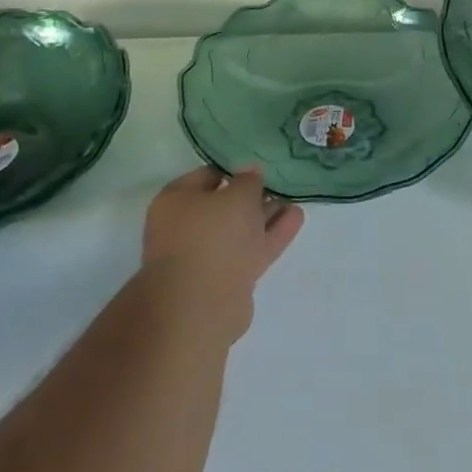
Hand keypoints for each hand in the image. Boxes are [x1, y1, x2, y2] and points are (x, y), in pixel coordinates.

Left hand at [139, 167, 304, 340]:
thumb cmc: (213, 236)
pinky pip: (251, 248)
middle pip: (224, 205)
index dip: (234, 169)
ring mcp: (206, 255)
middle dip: (252, 196)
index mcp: (176, 201)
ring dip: (266, 216)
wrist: (202, 304)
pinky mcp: (226, 278)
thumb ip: (249, 181)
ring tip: (294, 200)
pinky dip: (271, 234)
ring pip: (240, 229)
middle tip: (280, 183)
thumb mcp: (237, 196)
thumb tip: (251, 172)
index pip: (207, 175)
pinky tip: (296, 218)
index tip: (260, 166)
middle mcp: (186, 227)